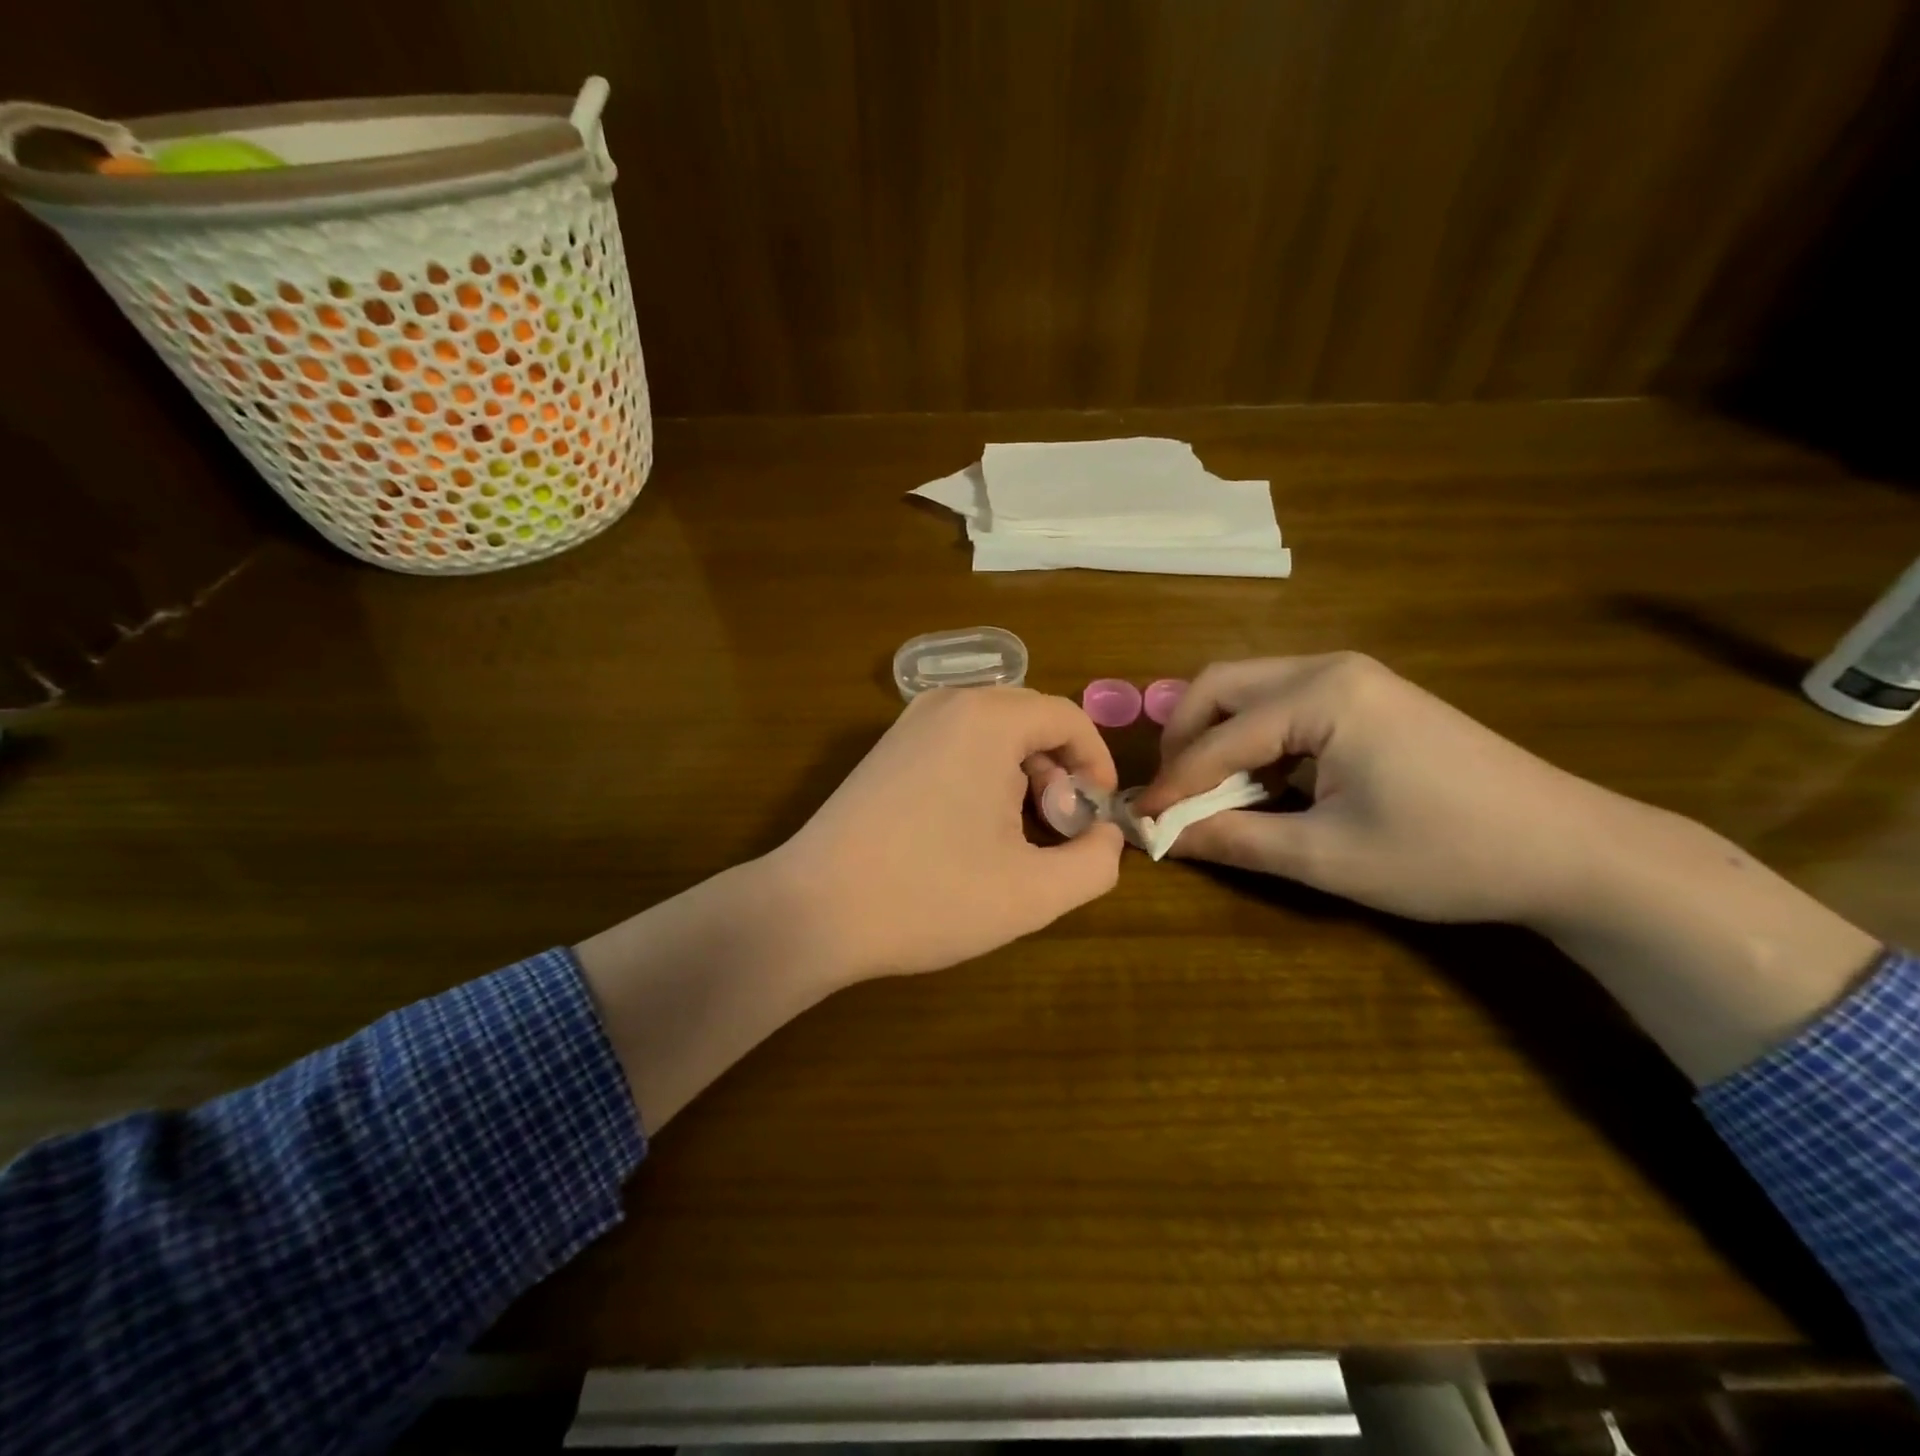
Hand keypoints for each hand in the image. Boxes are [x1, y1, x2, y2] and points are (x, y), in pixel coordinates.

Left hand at [775, 687, 1124, 979]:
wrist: (814, 909)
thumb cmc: (930, 896)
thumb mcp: (1034, 893)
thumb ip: (1096, 862)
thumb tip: (1106, 836)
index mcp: (988, 719)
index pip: (1068, 719)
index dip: (1097, 766)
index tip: (1096, 819)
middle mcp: (947, 703)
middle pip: (1031, 722)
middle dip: (1058, 774)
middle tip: (1055, 833)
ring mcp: (909, 723)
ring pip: (993, 735)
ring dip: (1020, 778)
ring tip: (1013, 840)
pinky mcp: (886, 749)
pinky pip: (956, 746)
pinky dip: (982, 778)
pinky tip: (969, 831)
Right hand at [1135, 653, 1606, 926]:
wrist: (1570, 849)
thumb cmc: (1446, 855)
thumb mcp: (1327, 857)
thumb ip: (1234, 840)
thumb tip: (1159, 838)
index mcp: (1321, 696)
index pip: (1217, 738)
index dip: (1173, 783)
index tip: (1138, 820)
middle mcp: (1329, 667)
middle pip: (1220, 686)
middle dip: (1184, 738)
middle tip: (1173, 794)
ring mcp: (1353, 676)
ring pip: (1248, 689)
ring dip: (1216, 735)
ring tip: (1210, 792)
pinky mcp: (1368, 694)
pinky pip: (1282, 702)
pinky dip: (1253, 737)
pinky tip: (1263, 780)